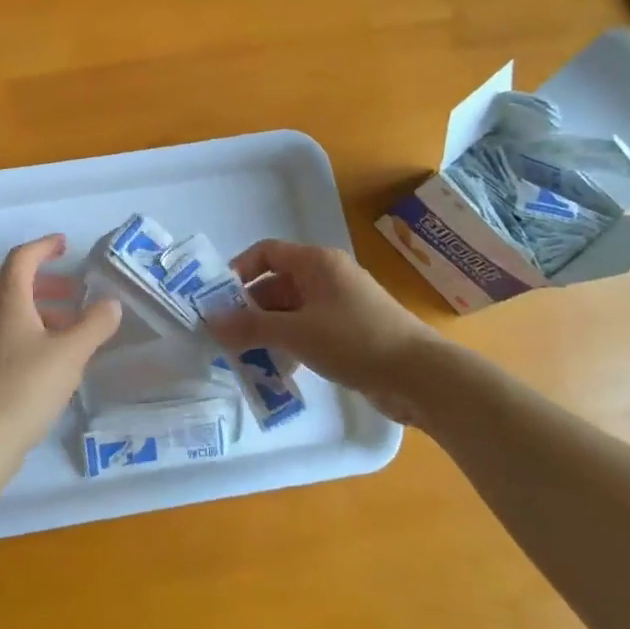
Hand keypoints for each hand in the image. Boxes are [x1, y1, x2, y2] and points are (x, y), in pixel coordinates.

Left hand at [0, 235, 121, 461]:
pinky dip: (33, 331)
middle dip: (46, 280)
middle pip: (14, 283)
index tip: (66, 246)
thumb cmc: (25, 386)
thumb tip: (111, 304)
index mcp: (7, 301)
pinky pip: (9, 334)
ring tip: (73, 325)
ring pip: (11, 311)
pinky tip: (55, 356)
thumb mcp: (70, 353)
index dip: (44, 246)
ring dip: (41, 308)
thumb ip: (94, 324)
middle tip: (75, 290)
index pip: (22, 258)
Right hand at [206, 240, 439, 410]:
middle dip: (250, 310)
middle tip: (227, 338)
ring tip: (248, 358)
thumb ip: (249, 327)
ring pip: (291, 311)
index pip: (267, 253)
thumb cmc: (354, 341)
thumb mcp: (295, 333)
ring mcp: (340, 304)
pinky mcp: (350, 331)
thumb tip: (209, 321)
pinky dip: (291, 345)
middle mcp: (327, 276)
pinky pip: (309, 330)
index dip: (240, 271)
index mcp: (316, 263)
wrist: (419, 376)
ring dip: (268, 332)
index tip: (219, 300)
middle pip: (276, 284)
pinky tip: (280, 371)